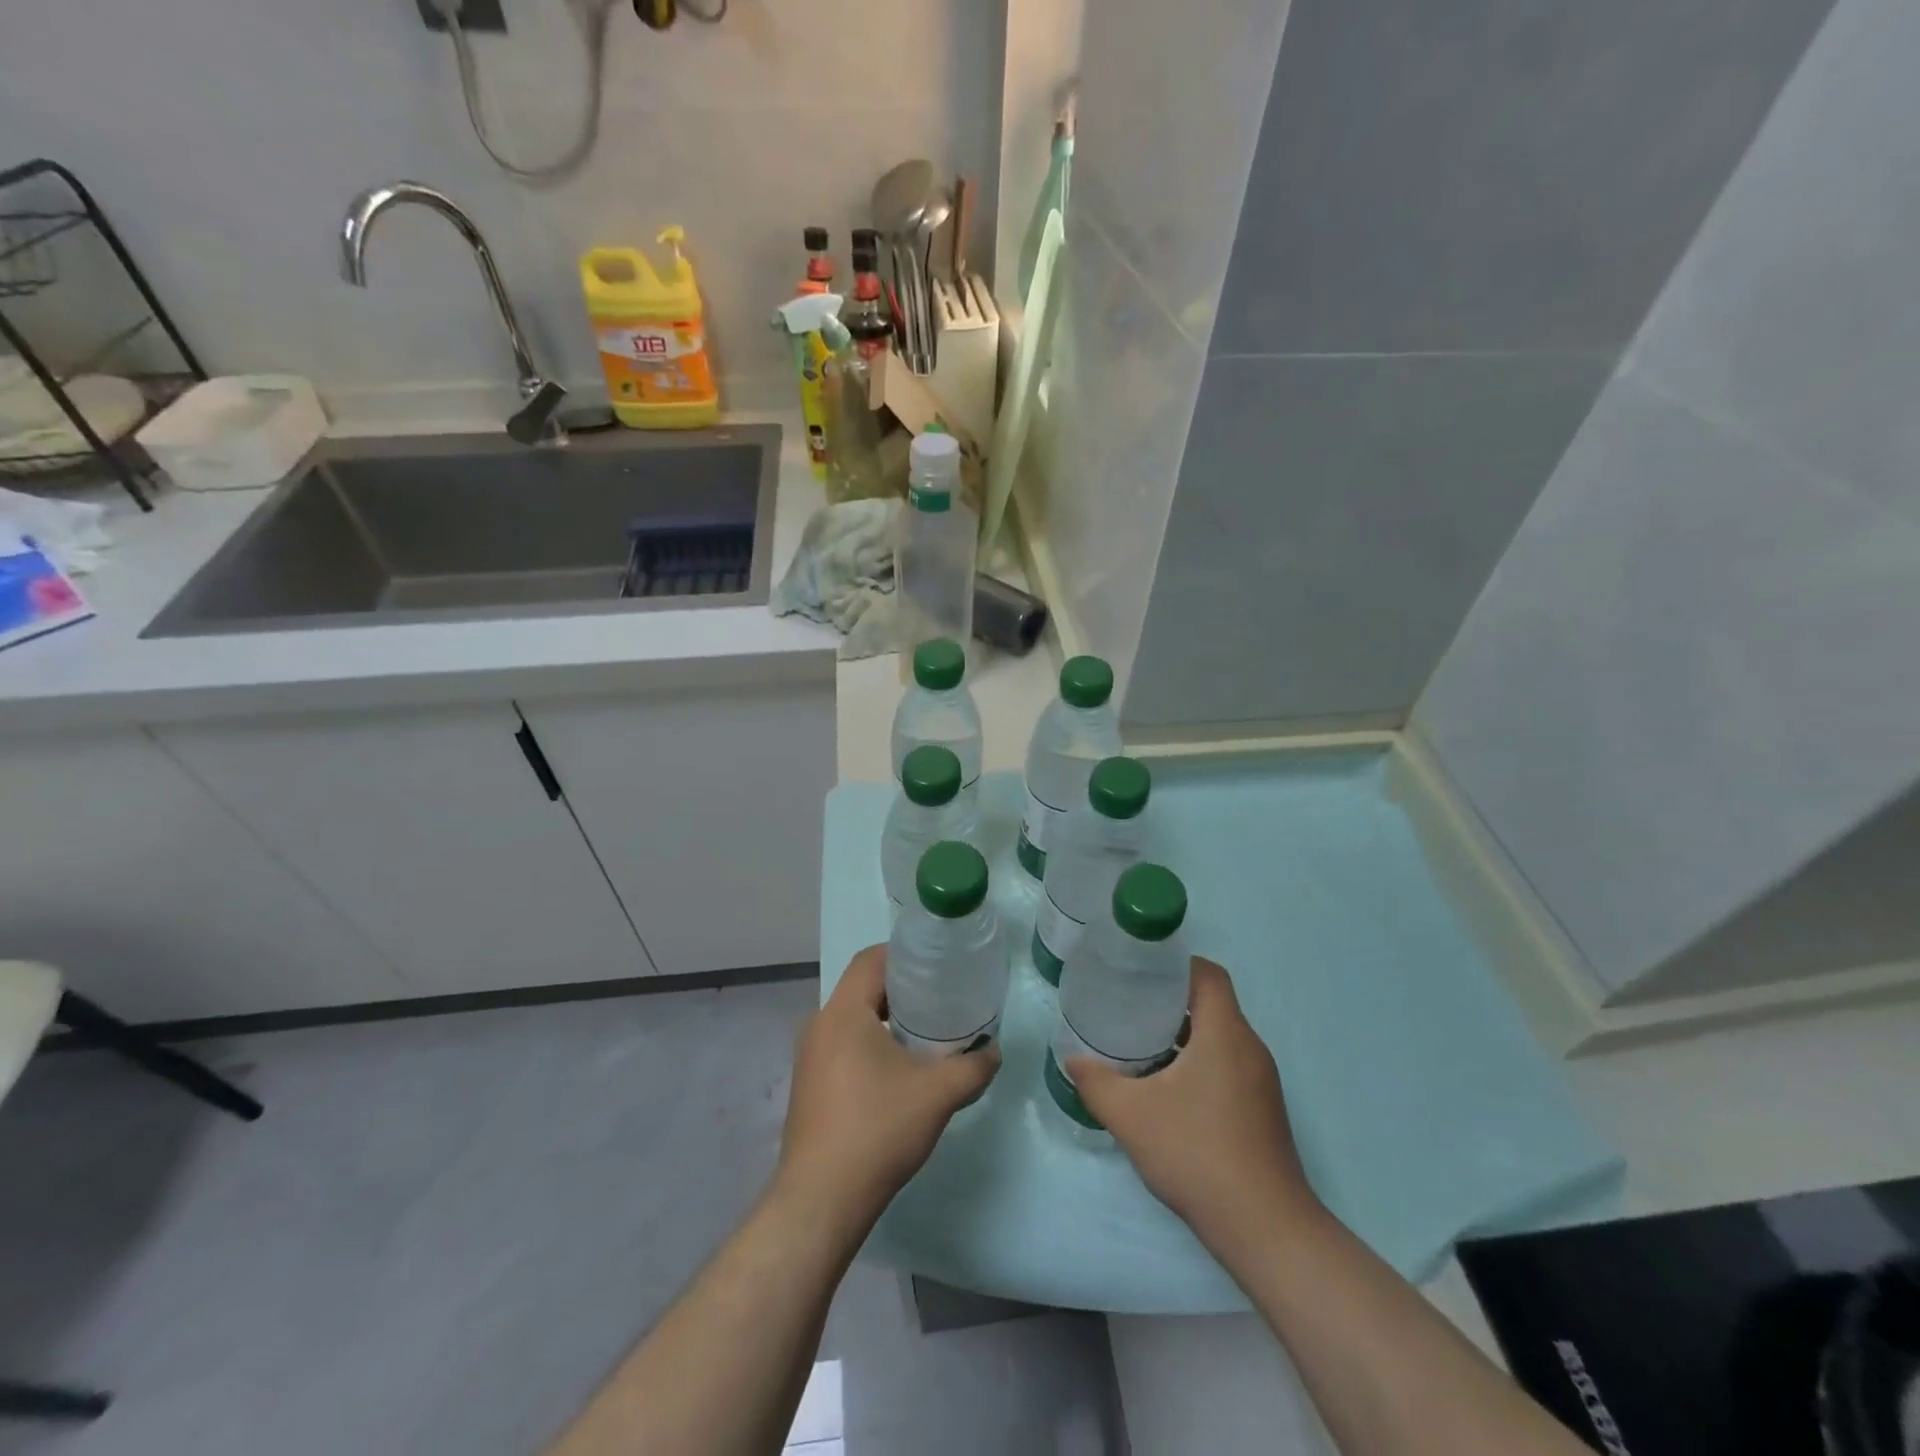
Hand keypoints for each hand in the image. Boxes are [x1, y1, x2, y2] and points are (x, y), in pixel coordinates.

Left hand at [774, 945, 999, 1234]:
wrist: (821, 1201)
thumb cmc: (877, 1131)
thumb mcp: (938, 1094)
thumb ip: (973, 1066)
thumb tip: (992, 1050)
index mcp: (844, 1013)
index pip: (871, 959)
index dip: (904, 954)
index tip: (938, 964)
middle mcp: (820, 1025)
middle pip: (862, 987)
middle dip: (901, 987)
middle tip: (941, 997)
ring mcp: (809, 1057)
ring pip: (853, 1018)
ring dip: (887, 1017)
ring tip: (925, 1032)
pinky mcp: (809, 1084)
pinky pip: (843, 1044)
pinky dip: (870, 1042)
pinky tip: (898, 1069)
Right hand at [1067, 957, 1320, 1255]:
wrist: (1265, 1230)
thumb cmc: (1198, 1155)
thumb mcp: (1132, 1116)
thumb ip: (1096, 1083)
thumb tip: (1072, 1060)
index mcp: (1226, 1034)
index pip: (1208, 974)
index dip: (1174, 964)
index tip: (1138, 971)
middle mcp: (1250, 1048)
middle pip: (1211, 1003)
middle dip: (1169, 999)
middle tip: (1127, 1004)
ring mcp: (1261, 1081)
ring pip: (1218, 1036)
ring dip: (1182, 1033)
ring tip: (1139, 1042)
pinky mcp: (1262, 1108)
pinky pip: (1227, 1063)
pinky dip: (1197, 1060)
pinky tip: (1166, 1087)